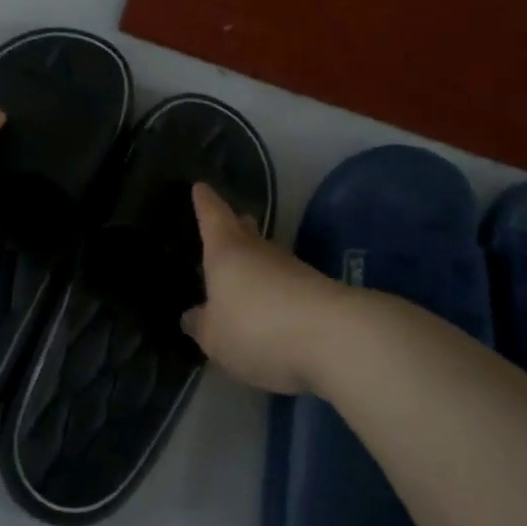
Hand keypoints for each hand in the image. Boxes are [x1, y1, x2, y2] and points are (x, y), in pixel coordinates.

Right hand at [181, 182, 349, 395]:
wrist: (335, 337)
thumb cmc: (257, 327)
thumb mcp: (215, 337)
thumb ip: (202, 325)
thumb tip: (191, 315)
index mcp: (226, 252)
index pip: (213, 216)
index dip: (205, 203)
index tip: (200, 187)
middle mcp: (259, 251)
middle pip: (245, 230)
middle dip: (237, 226)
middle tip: (232, 222)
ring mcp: (292, 269)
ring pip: (268, 257)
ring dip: (258, 263)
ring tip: (247, 274)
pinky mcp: (317, 291)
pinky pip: (287, 285)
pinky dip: (276, 291)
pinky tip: (272, 308)